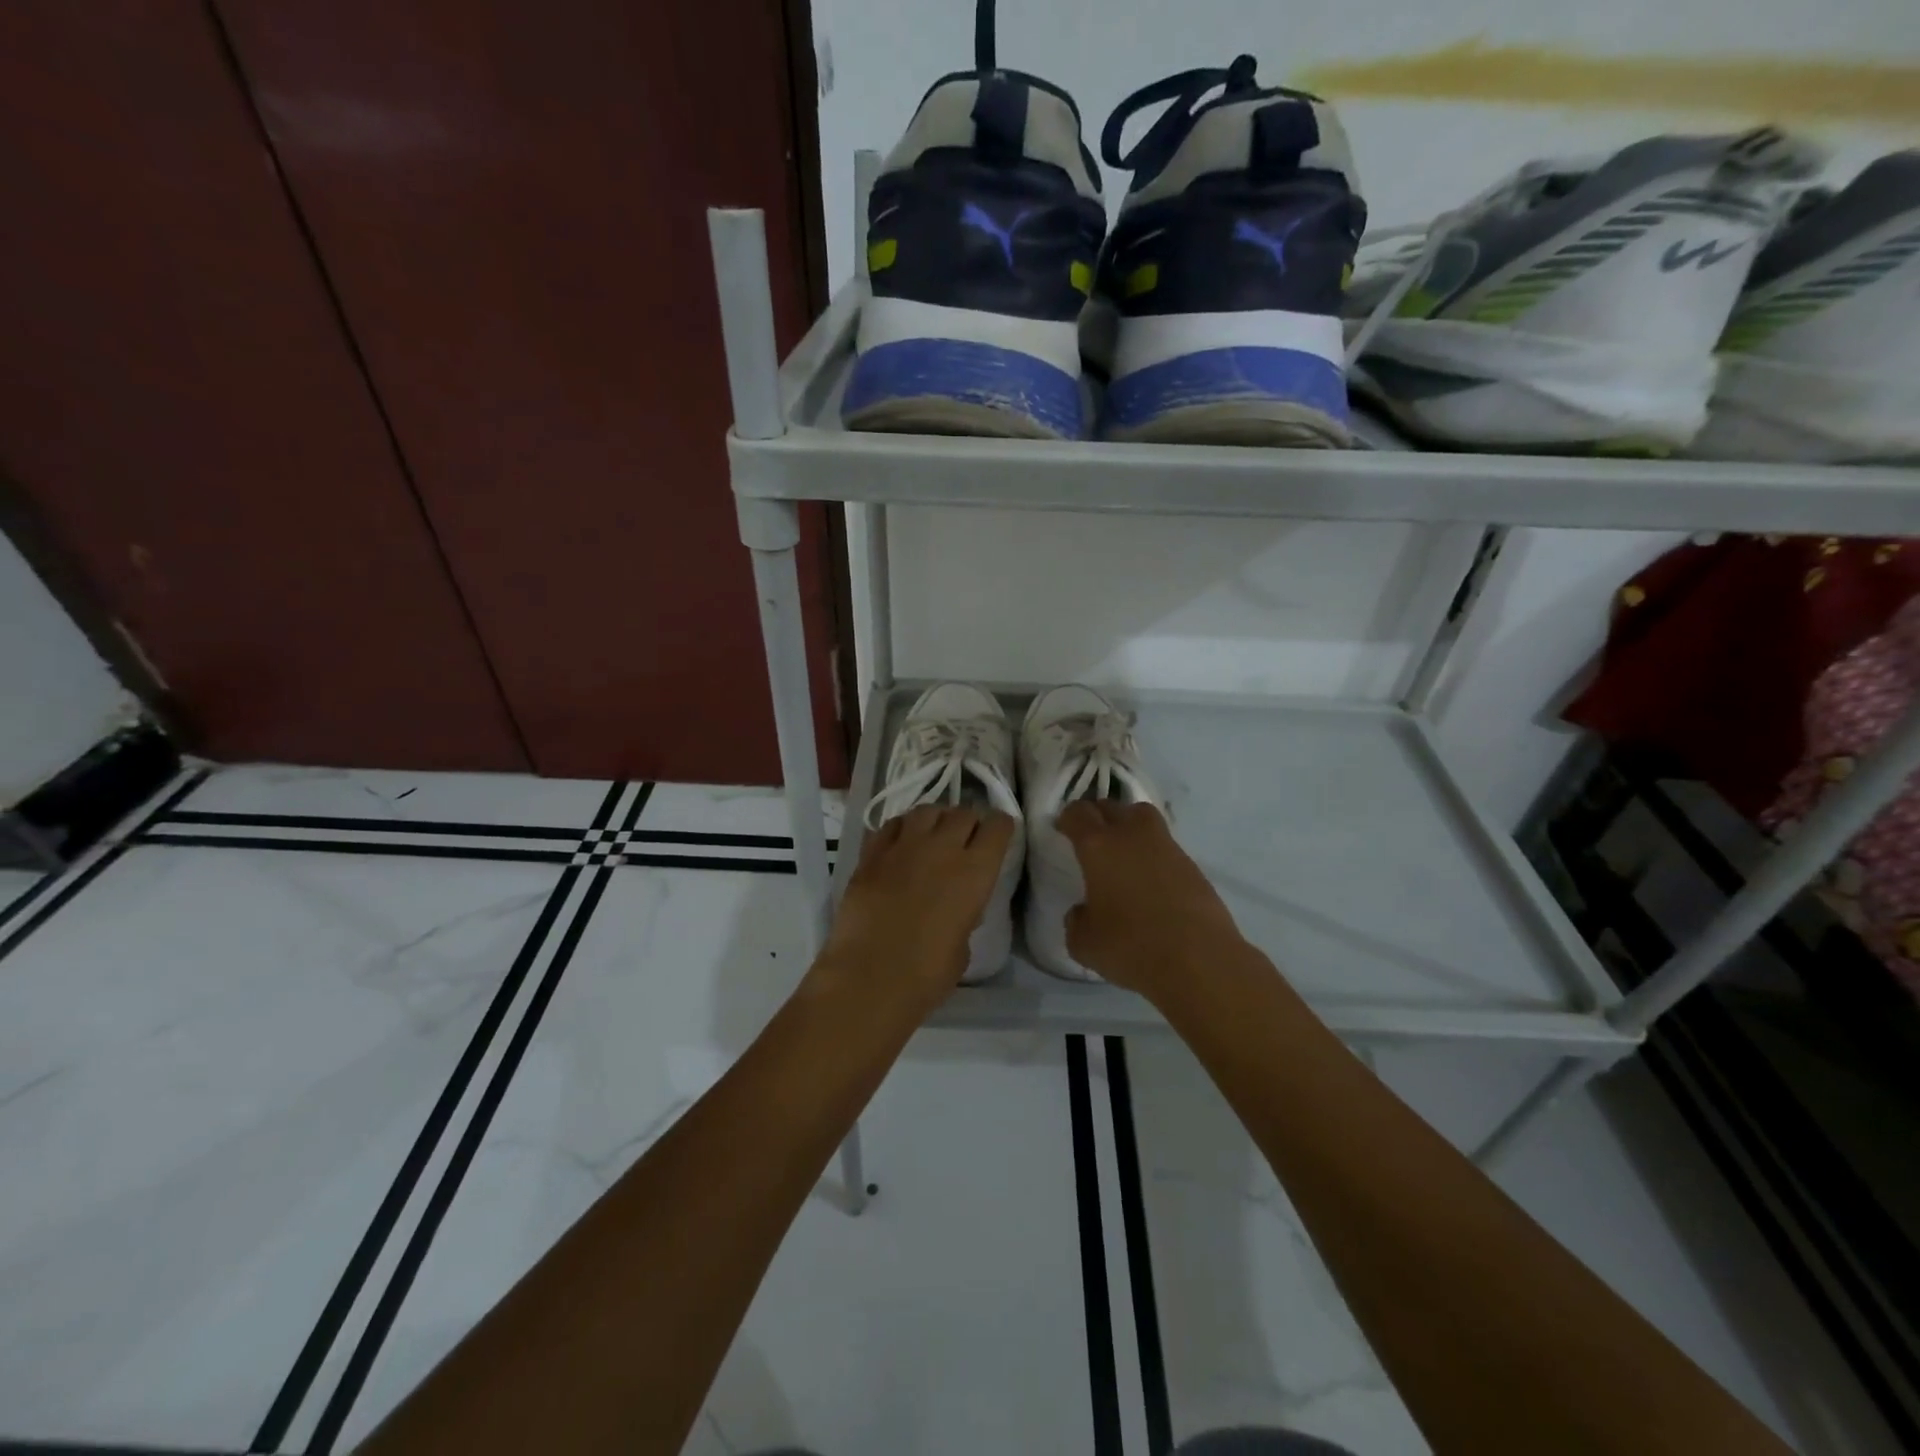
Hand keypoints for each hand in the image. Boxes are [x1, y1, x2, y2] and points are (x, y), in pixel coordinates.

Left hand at [821, 805, 1017, 1005]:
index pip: (997, 826)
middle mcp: (943, 848)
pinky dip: (902, 828)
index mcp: (975, 871)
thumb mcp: (963, 945)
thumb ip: (965, 915)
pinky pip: (892, 825)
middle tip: (965, 838)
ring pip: (927, 810)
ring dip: (936, 818)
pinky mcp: (871, 853)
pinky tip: (901, 842)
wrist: (870, 976)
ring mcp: (904, 846)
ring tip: (933, 833)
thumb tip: (959, 906)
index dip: (1000, 827)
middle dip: (968, 822)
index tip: (998, 834)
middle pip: (963, 813)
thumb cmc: (927, 973)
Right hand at [1056, 800, 1243, 997]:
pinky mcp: (1193, 866)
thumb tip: (1084, 911)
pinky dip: (1153, 855)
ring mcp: (1167, 847)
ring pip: (1144, 819)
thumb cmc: (1131, 947)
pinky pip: (1165, 847)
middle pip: (1113, 806)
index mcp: (1099, 847)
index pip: (1078, 813)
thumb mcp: (1084, 943)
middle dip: (1099, 815)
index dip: (1068, 818)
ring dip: (1130, 828)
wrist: (1199, 961)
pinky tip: (1150, 882)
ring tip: (1123, 855)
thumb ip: (1077, 920)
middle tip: (1092, 837)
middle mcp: (1132, 836)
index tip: (1063, 829)